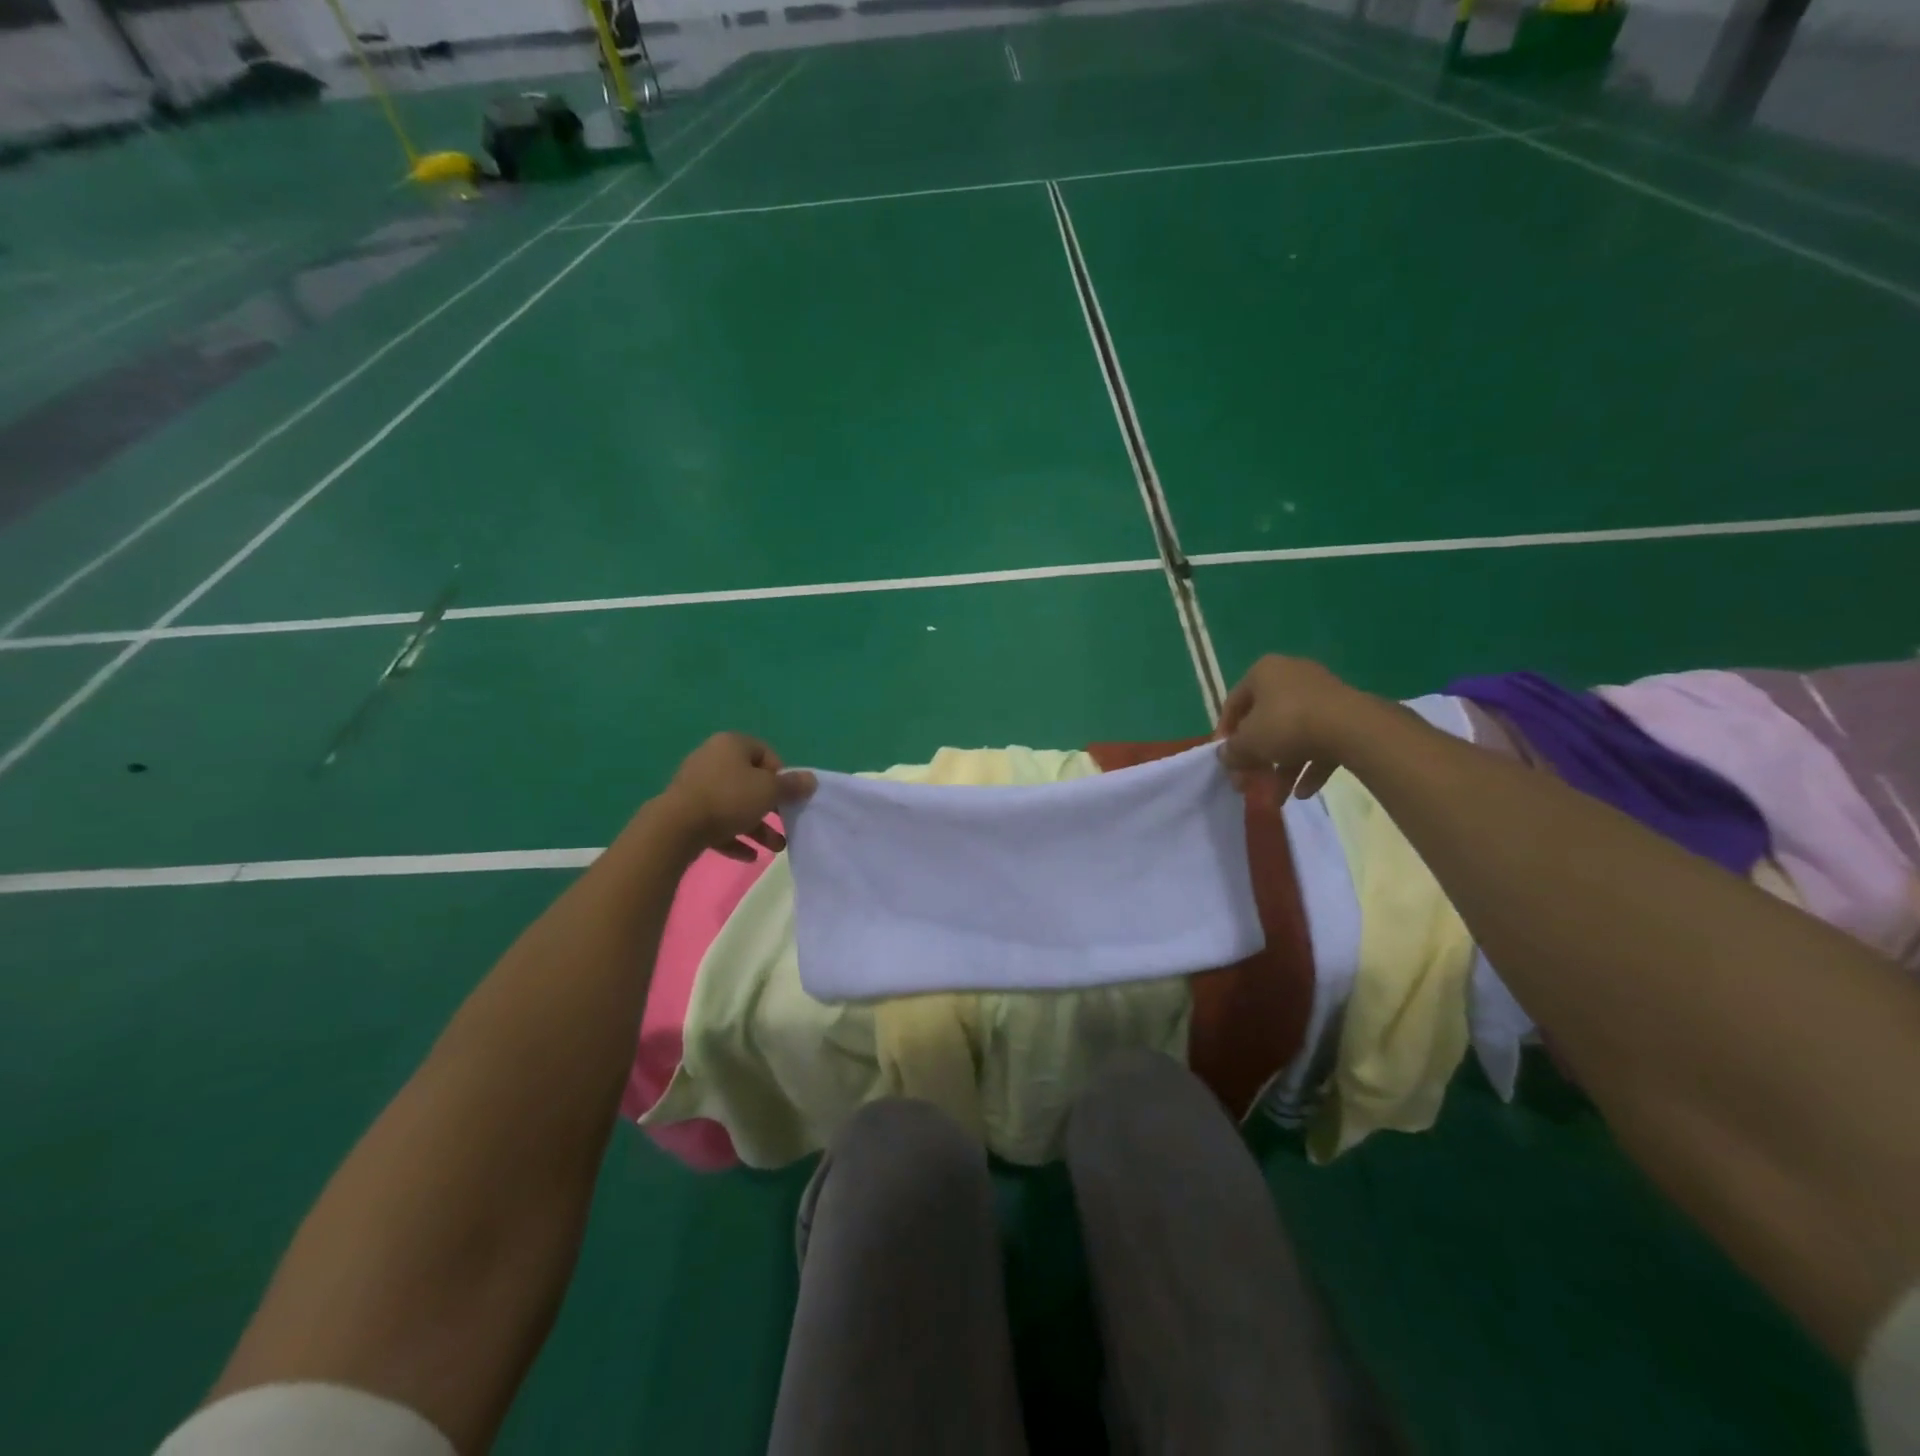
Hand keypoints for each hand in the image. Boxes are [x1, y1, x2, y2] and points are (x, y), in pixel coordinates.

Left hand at [659, 733, 816, 861]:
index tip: (788, 796)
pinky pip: (716, 823)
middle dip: (771, 807)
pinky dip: (733, 837)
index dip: (781, 775)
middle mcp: (712, 759)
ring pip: (734, 805)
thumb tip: (810, 779)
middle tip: (786, 824)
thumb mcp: (769, 791)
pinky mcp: (685, 812)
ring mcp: (696, 786)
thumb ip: (792, 786)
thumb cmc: (729, 799)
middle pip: (750, 782)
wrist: (676, 827)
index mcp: (732, 745)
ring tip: (775, 848)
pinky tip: (749, 856)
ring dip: (757, 827)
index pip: (766, 754)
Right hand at [1216, 656, 1367, 798]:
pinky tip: (1303, 793)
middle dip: (1257, 759)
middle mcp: (1291, 676)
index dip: (1224, 734)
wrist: (1352, 727)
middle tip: (1250, 784)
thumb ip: (1231, 751)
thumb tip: (1225, 756)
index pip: (1233, 703)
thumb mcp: (1248, 742)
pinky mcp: (1345, 715)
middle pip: (1264, 722)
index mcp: (1263, 672)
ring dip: (1282, 769)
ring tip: (1277, 799)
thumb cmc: (1287, 725)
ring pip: (1293, 735)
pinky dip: (1309, 766)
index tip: (1225, 760)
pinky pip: (1319, 741)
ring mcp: (1321, 695)